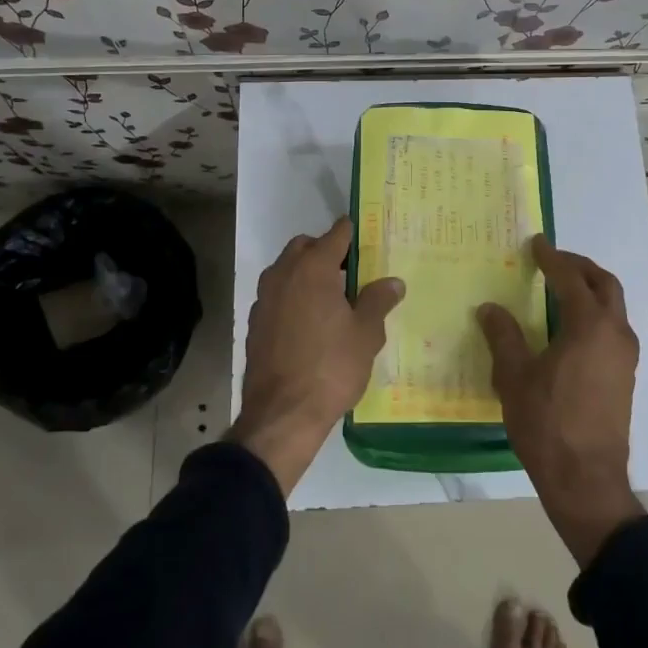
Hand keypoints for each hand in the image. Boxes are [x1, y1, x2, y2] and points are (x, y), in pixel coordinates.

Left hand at [230, 218, 403, 494]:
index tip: (369, 238)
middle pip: (305, 247)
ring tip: (333, 299)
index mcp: (313, 269)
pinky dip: (293, 297)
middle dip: (326, 251)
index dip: (354, 233)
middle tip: (351, 272)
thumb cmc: (331, 368)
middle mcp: (283, 274)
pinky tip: (310, 323)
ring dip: (307, 274)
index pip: (336, 234)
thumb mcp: (366, 334)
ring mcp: (264, 299)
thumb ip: (378, 301)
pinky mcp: (255, 323)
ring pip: (287, 270)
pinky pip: (278, 295)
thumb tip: (392, 282)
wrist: (282, 415)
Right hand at [479, 238, 643, 566]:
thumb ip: (503, 336)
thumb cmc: (547, 423)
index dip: (552, 259)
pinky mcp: (625, 376)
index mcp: (589, 326)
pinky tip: (571, 327)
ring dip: (591, 289)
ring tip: (561, 289)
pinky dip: (596, 313)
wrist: (586, 478)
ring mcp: (625, 356)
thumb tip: (490, 308)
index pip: (570, 279)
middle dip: (580, 267)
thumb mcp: (515, 377)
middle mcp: (615, 333)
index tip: (537, 244)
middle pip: (604, 284)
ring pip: (614, 306)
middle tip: (553, 261)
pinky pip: (613, 328)